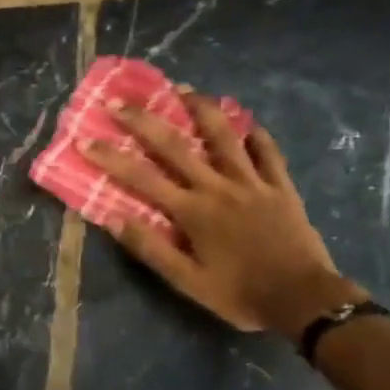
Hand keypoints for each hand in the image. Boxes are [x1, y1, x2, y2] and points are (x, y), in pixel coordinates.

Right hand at [81, 93, 360, 335]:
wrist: (303, 300)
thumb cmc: (240, 294)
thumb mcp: (188, 282)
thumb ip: (152, 249)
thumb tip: (114, 218)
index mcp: (193, 212)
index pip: (142, 179)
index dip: (112, 158)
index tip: (87, 139)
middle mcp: (218, 187)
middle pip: (176, 146)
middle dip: (143, 121)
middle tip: (119, 101)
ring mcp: (252, 182)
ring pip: (224, 136)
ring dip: (201, 109)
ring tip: (184, 89)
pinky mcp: (281, 186)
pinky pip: (267, 152)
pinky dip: (255, 134)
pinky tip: (246, 122)